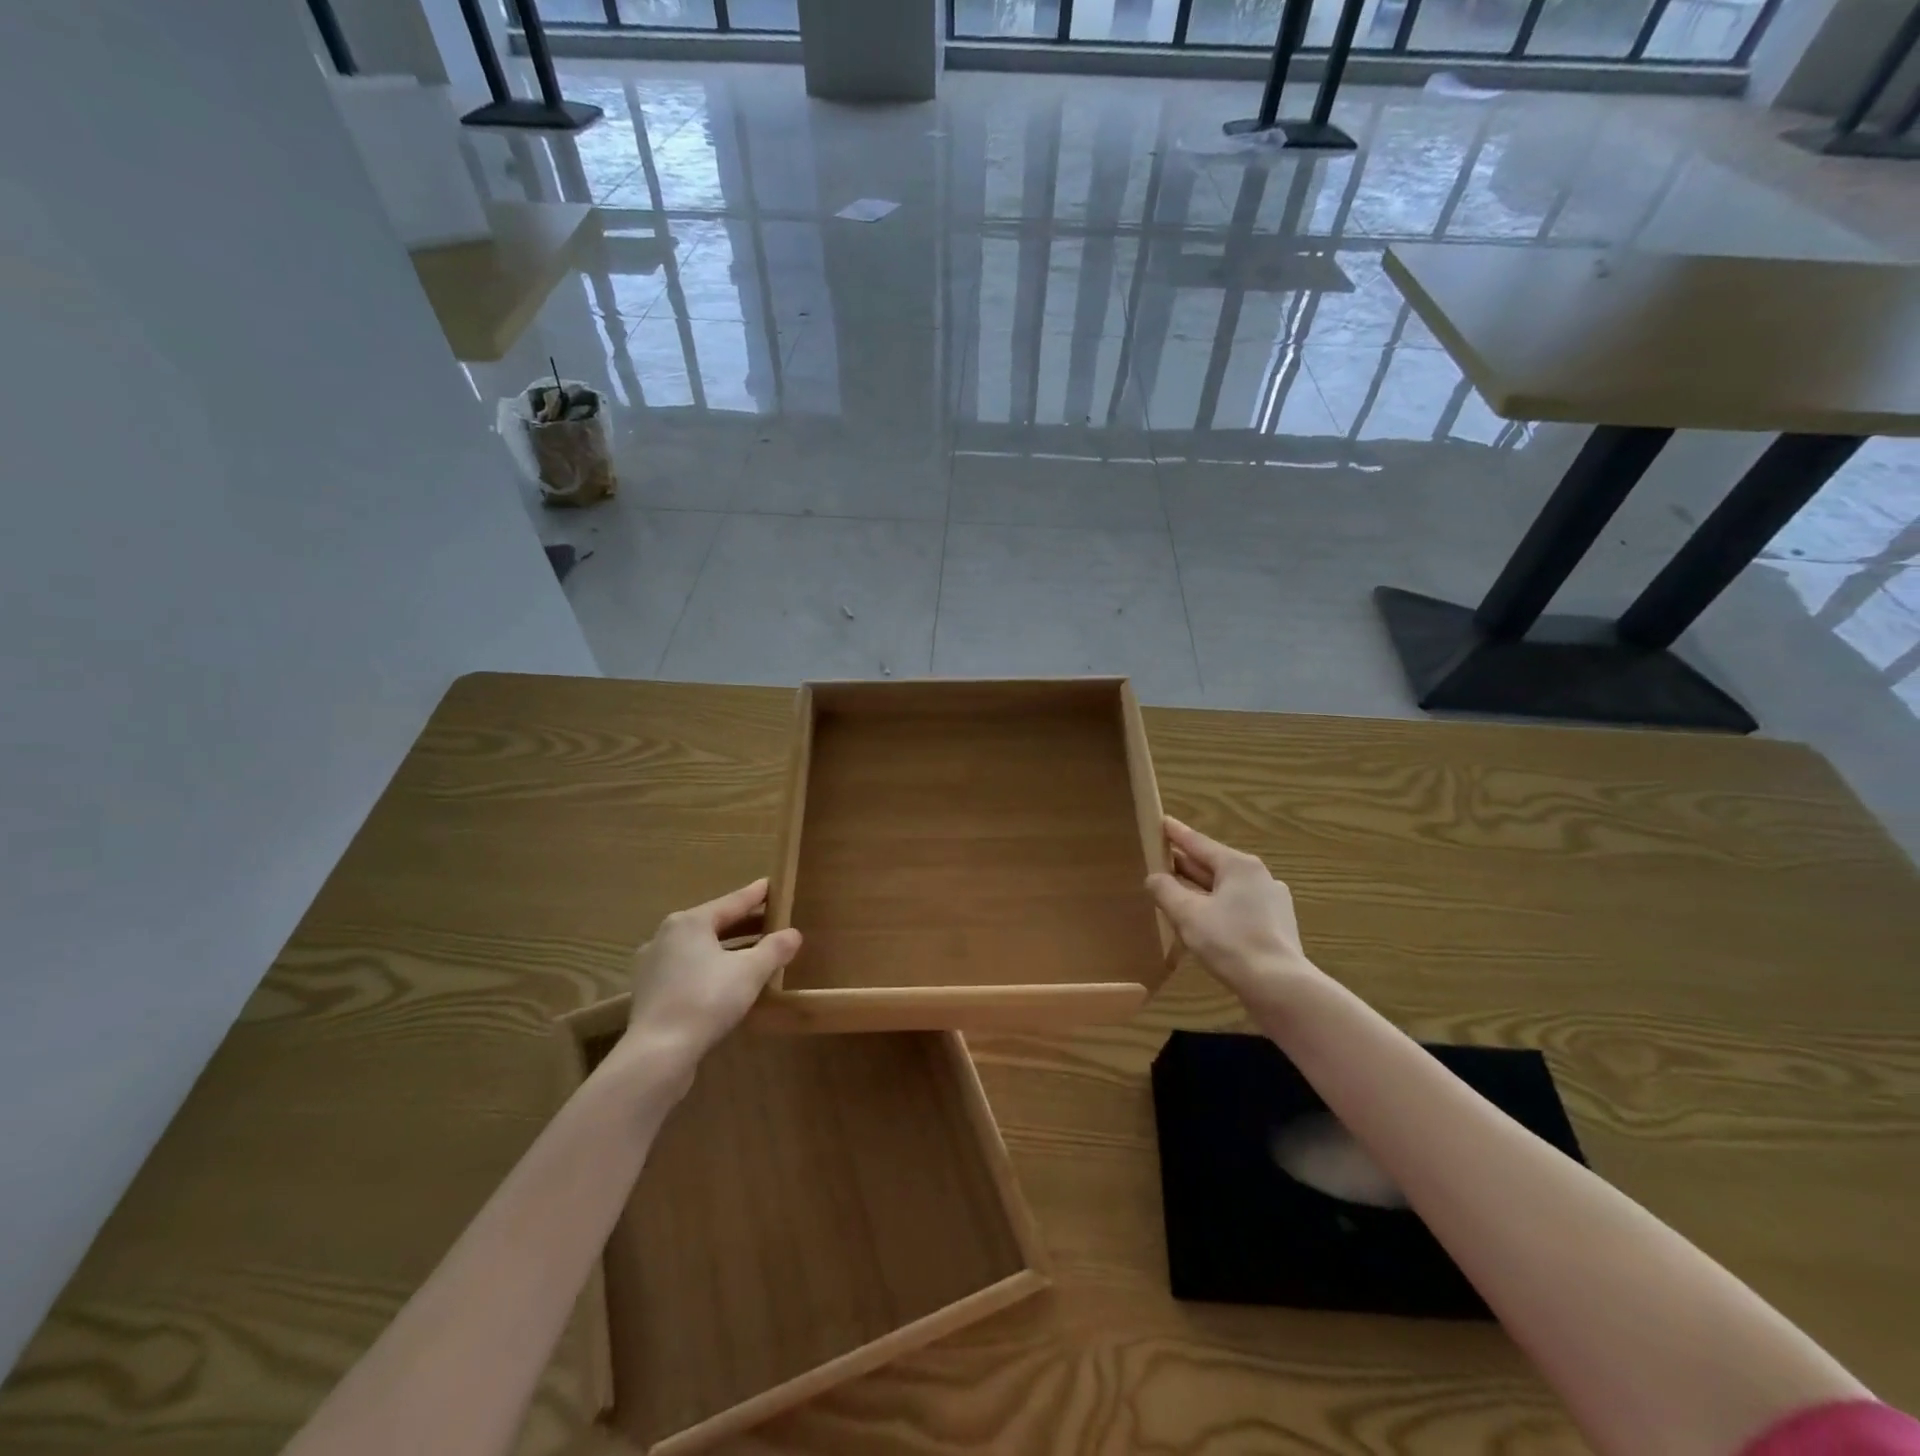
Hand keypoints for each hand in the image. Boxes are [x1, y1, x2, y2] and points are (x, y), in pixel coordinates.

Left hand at [616, 879, 800, 1083]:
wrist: (658, 1053)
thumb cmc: (707, 1000)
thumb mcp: (751, 971)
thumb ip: (774, 949)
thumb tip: (793, 933)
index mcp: (689, 922)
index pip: (732, 902)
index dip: (755, 895)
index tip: (771, 884)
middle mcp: (666, 936)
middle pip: (714, 924)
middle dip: (743, 924)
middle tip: (770, 920)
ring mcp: (653, 965)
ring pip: (699, 949)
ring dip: (727, 949)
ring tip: (753, 953)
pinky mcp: (649, 993)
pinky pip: (688, 970)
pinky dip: (710, 969)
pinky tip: (725, 981)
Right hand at [1146, 816, 1319, 1011]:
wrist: (1280, 986)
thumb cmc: (1230, 942)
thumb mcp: (1188, 914)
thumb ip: (1166, 891)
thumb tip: (1154, 877)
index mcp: (1238, 865)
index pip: (1199, 843)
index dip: (1176, 833)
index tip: (1161, 821)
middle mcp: (1259, 876)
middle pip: (1214, 864)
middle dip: (1187, 864)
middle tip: (1161, 858)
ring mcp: (1272, 901)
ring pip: (1227, 888)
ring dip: (1201, 889)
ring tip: (1178, 892)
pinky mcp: (1277, 926)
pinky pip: (1239, 907)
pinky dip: (1218, 907)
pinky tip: (1206, 922)